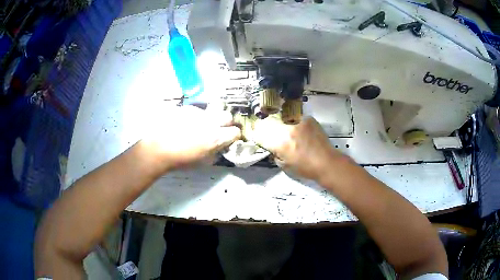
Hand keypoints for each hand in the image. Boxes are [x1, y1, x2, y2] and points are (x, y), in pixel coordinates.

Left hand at [141, 105, 240, 171]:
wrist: (158, 148)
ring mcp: (198, 113)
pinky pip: (197, 111)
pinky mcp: (187, 108)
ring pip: (212, 112)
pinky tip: (186, 123)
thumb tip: (221, 147)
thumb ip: (216, 153)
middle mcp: (211, 122)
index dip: (234, 136)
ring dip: (211, 119)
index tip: (230, 139)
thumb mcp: (203, 162)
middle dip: (226, 123)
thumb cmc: (181, 159)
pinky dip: (196, 117)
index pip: (235, 132)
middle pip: (228, 116)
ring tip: (199, 126)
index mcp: (216, 137)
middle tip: (219, 129)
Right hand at [252, 116, 346, 180]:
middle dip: (267, 127)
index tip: (256, 135)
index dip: (256, 134)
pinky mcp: (308, 119)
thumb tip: (272, 147)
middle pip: (270, 123)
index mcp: (280, 143)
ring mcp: (298, 122)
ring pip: (283, 119)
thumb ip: (275, 154)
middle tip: (270, 132)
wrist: (327, 162)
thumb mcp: (284, 165)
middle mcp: (287, 129)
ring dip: (282, 124)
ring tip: (288, 131)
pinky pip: (296, 118)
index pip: (260, 134)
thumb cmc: (305, 168)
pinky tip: (299, 130)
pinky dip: (295, 123)